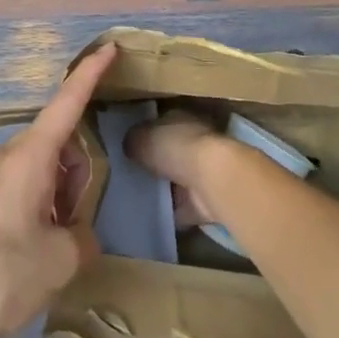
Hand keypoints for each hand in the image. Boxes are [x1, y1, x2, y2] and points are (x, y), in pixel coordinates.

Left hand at [0, 43, 116, 337]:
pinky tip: (31, 248)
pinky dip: (38, 202)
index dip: (90, 74)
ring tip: (52, 244)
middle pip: (57, 143)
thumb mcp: (61, 259)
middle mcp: (3, 156)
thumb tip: (75, 232)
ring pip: (39, 167)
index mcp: (27, 157)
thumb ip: (83, 235)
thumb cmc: (2, 278)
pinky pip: (18, 185)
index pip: (66, 103)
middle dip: (78, 171)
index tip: (109, 47)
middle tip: (75, 223)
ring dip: (58, 192)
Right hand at [125, 109, 235, 228]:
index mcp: (179, 118)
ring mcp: (202, 171)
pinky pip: (182, 208)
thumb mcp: (143, 138)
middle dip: (152, 163)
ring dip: (163, 189)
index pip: (158, 124)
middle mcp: (193, 141)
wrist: (212, 179)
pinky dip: (170, 214)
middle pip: (168, 153)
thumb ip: (133, 141)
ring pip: (176, 180)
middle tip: (127, 175)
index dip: (143, 135)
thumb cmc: (176, 147)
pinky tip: (149, 219)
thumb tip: (127, 146)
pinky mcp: (205, 200)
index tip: (127, 148)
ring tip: (134, 198)